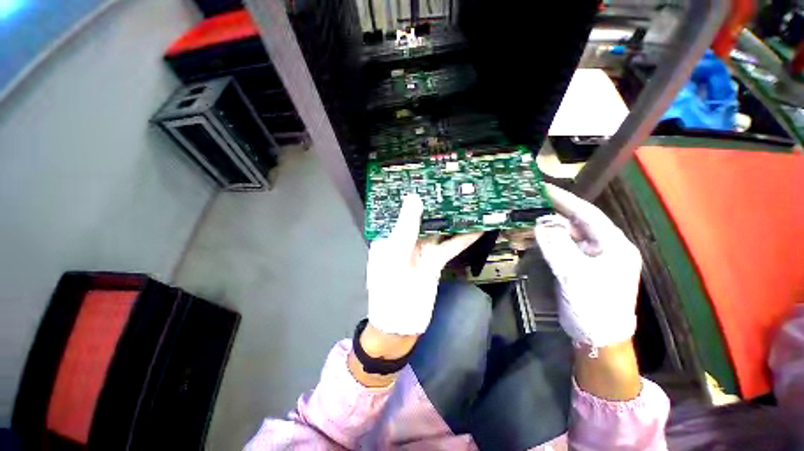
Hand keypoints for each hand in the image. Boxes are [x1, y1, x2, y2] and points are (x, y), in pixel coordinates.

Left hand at [367, 194, 481, 335]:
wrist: (400, 326)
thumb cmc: (389, 292)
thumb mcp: (395, 256)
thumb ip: (405, 228)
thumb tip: (414, 197)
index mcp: (388, 236)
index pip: (400, 209)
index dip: (412, 194)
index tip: (426, 178)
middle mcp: (405, 239)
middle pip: (422, 217)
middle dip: (436, 203)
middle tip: (452, 184)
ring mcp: (422, 250)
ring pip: (438, 230)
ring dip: (452, 218)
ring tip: (468, 200)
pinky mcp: (435, 261)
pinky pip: (449, 246)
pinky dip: (463, 238)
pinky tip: (478, 227)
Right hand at [534, 184, 641, 348]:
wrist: (599, 337)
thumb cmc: (594, 305)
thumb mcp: (575, 274)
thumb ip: (557, 246)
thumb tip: (541, 224)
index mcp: (614, 245)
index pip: (588, 214)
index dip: (566, 200)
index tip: (545, 188)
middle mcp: (606, 247)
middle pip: (578, 223)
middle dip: (556, 214)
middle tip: (533, 204)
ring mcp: (593, 258)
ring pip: (570, 236)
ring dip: (551, 229)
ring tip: (531, 221)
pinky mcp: (581, 267)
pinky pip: (564, 248)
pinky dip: (551, 242)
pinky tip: (538, 238)